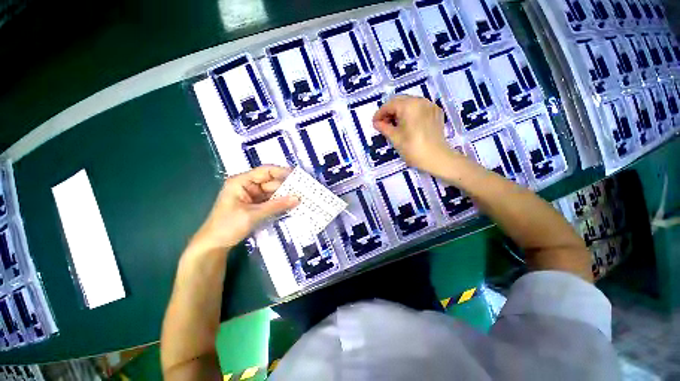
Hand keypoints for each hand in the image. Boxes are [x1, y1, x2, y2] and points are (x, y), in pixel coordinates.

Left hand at [191, 166, 298, 251]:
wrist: (214, 245)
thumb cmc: (228, 226)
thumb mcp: (253, 215)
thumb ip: (276, 206)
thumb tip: (297, 198)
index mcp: (241, 181)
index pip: (265, 171)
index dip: (282, 172)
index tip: (298, 176)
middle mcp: (247, 186)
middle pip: (271, 182)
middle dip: (286, 186)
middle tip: (303, 190)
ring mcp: (252, 196)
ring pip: (272, 192)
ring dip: (285, 195)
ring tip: (301, 198)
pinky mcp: (255, 205)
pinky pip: (271, 201)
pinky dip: (280, 203)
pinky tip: (291, 204)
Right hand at [373, 95, 459, 174]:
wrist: (436, 158)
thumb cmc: (412, 148)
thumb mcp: (395, 138)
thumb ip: (383, 127)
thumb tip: (376, 123)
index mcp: (409, 105)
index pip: (389, 104)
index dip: (379, 113)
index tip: (374, 123)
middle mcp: (420, 101)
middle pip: (400, 101)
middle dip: (389, 111)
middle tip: (383, 124)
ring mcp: (430, 105)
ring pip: (410, 103)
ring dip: (400, 111)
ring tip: (394, 125)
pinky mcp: (436, 112)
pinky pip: (419, 108)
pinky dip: (411, 113)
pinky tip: (408, 124)